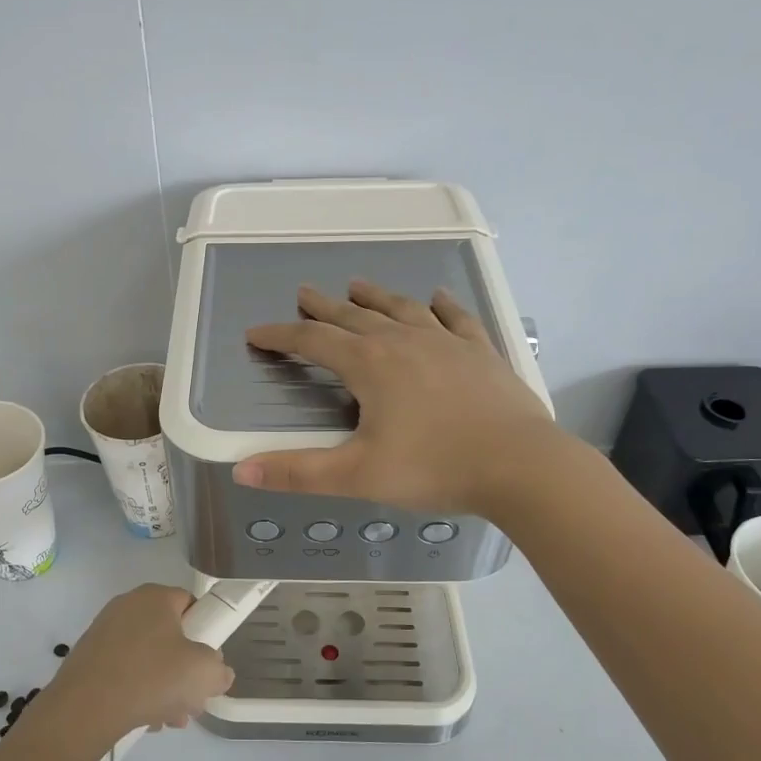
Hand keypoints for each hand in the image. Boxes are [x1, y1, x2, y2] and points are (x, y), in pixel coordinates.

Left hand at [41, 584, 234, 743]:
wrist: (84, 709)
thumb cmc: (150, 678)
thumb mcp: (203, 673)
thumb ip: (219, 669)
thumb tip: (217, 672)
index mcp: (155, 597)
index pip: (191, 604)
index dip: (205, 633)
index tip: (208, 664)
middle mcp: (128, 606)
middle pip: (170, 636)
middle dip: (184, 670)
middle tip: (192, 700)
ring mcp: (104, 631)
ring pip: (148, 658)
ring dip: (164, 687)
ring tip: (171, 719)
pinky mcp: (88, 657)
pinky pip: (124, 670)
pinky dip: (137, 690)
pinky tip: (145, 719)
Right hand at [233, 280, 557, 516]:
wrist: (520, 465)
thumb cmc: (434, 468)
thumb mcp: (357, 475)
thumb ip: (297, 472)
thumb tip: (240, 471)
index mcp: (370, 365)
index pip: (313, 342)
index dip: (281, 336)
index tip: (256, 334)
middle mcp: (403, 342)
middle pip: (353, 316)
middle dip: (323, 306)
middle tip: (304, 294)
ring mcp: (446, 343)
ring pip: (401, 308)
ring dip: (375, 296)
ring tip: (357, 284)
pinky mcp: (480, 353)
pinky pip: (456, 319)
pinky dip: (442, 305)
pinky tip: (436, 297)